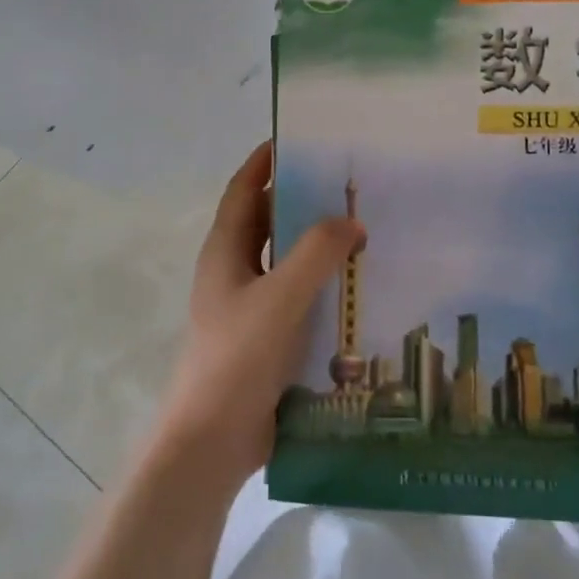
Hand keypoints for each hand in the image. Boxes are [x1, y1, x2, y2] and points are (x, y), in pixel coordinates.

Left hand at [152, 143, 364, 483]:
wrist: (213, 440)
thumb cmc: (238, 357)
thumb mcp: (280, 297)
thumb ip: (317, 253)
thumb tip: (351, 221)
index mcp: (225, 251)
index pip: (244, 190)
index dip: (265, 161)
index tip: (300, 138)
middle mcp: (235, 271)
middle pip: (268, 222)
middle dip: (301, 200)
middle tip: (349, 185)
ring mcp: (250, 306)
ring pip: (287, 261)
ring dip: (317, 245)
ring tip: (364, 229)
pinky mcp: (267, 337)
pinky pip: (299, 296)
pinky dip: (323, 284)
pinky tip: (358, 286)